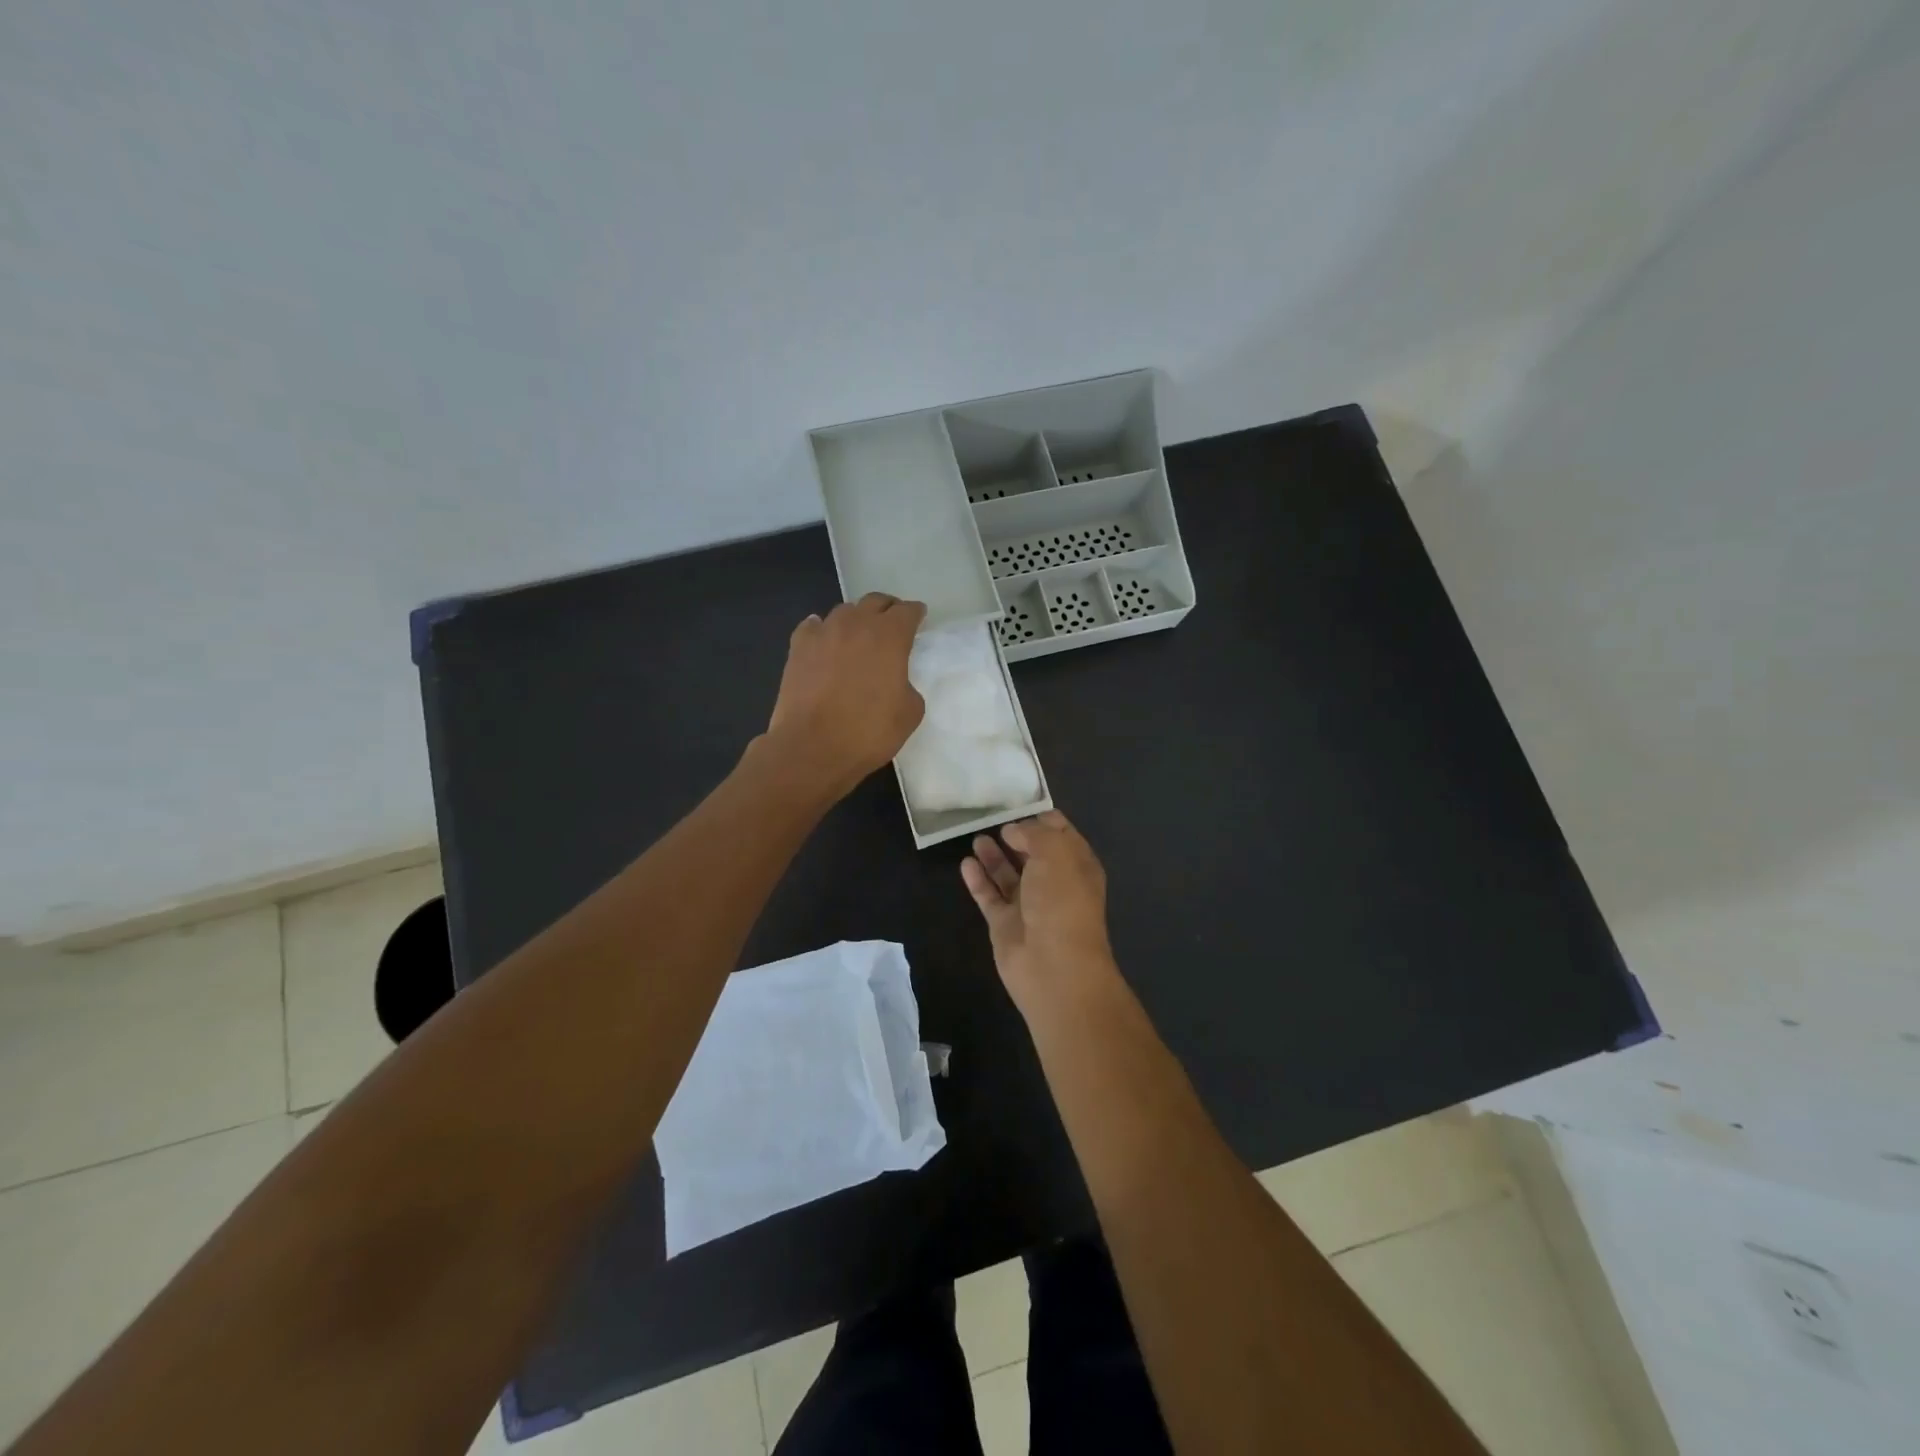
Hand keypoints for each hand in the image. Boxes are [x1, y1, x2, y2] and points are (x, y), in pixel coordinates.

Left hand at [765, 593, 926, 797]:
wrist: (812, 748)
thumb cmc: (868, 732)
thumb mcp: (909, 713)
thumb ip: (908, 686)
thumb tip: (895, 680)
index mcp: (890, 636)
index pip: (907, 611)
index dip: (915, 613)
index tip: (919, 618)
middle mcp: (856, 624)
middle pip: (875, 601)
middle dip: (888, 609)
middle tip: (893, 623)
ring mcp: (824, 633)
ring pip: (844, 611)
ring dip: (856, 619)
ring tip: (859, 635)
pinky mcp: (798, 647)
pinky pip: (814, 627)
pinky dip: (823, 629)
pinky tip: (825, 640)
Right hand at [961, 811, 1118, 1017]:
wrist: (1054, 966)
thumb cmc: (1062, 901)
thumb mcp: (1055, 853)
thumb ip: (1033, 834)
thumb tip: (1013, 831)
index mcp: (1077, 865)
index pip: (1061, 833)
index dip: (1041, 818)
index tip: (1017, 803)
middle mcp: (1055, 883)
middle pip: (1032, 853)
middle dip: (1015, 835)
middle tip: (991, 817)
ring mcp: (1029, 905)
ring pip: (1008, 874)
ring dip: (994, 856)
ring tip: (976, 837)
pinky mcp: (1005, 924)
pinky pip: (989, 896)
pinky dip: (978, 880)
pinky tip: (966, 863)